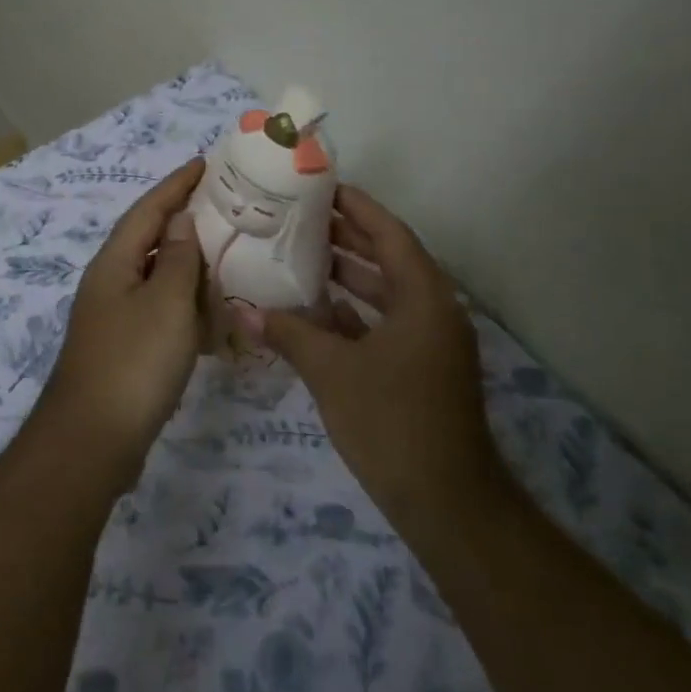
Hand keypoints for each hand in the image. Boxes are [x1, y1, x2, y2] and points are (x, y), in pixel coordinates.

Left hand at [40, 158, 205, 482]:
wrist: (93, 441)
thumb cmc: (134, 362)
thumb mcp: (166, 303)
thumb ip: (179, 258)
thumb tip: (181, 219)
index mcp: (115, 262)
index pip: (149, 209)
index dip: (176, 184)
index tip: (205, 163)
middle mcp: (110, 282)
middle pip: (151, 240)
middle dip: (185, 221)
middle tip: (226, 208)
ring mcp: (115, 317)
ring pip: (158, 278)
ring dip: (189, 266)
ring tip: (227, 256)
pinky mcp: (125, 348)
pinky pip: (160, 313)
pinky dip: (186, 307)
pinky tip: (211, 315)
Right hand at [246, 185, 500, 543]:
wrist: (448, 503)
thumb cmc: (392, 422)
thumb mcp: (332, 372)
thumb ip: (288, 334)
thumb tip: (242, 311)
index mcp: (423, 298)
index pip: (390, 234)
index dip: (357, 207)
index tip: (321, 188)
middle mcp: (433, 310)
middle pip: (389, 258)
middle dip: (348, 236)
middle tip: (300, 217)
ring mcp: (430, 342)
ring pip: (386, 293)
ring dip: (349, 274)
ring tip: (301, 254)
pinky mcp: (422, 368)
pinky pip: (385, 323)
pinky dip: (354, 313)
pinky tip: (316, 310)